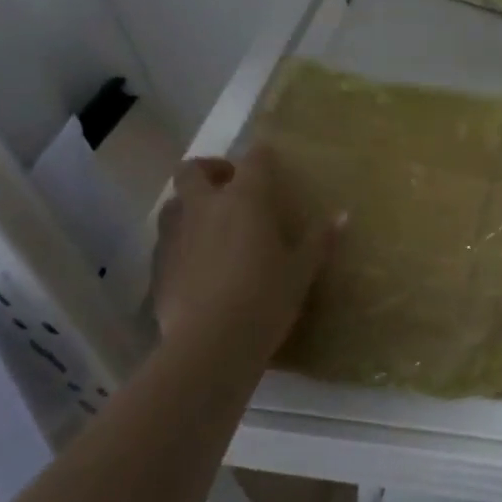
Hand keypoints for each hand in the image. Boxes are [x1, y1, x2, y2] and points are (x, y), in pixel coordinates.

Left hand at [151, 146, 337, 365]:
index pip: (254, 159)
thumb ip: (320, 241)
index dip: (263, 156)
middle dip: (210, 170)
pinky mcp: (159, 266)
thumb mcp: (301, 272)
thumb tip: (342, 216)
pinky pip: (167, 241)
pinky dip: (181, 242)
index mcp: (245, 199)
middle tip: (229, 187)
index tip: (271, 163)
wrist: (210, 345)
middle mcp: (205, 206)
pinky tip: (197, 265)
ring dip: (190, 205)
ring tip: (211, 225)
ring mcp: (176, 235)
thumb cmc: (265, 299)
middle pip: (193, 169)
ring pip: (174, 203)